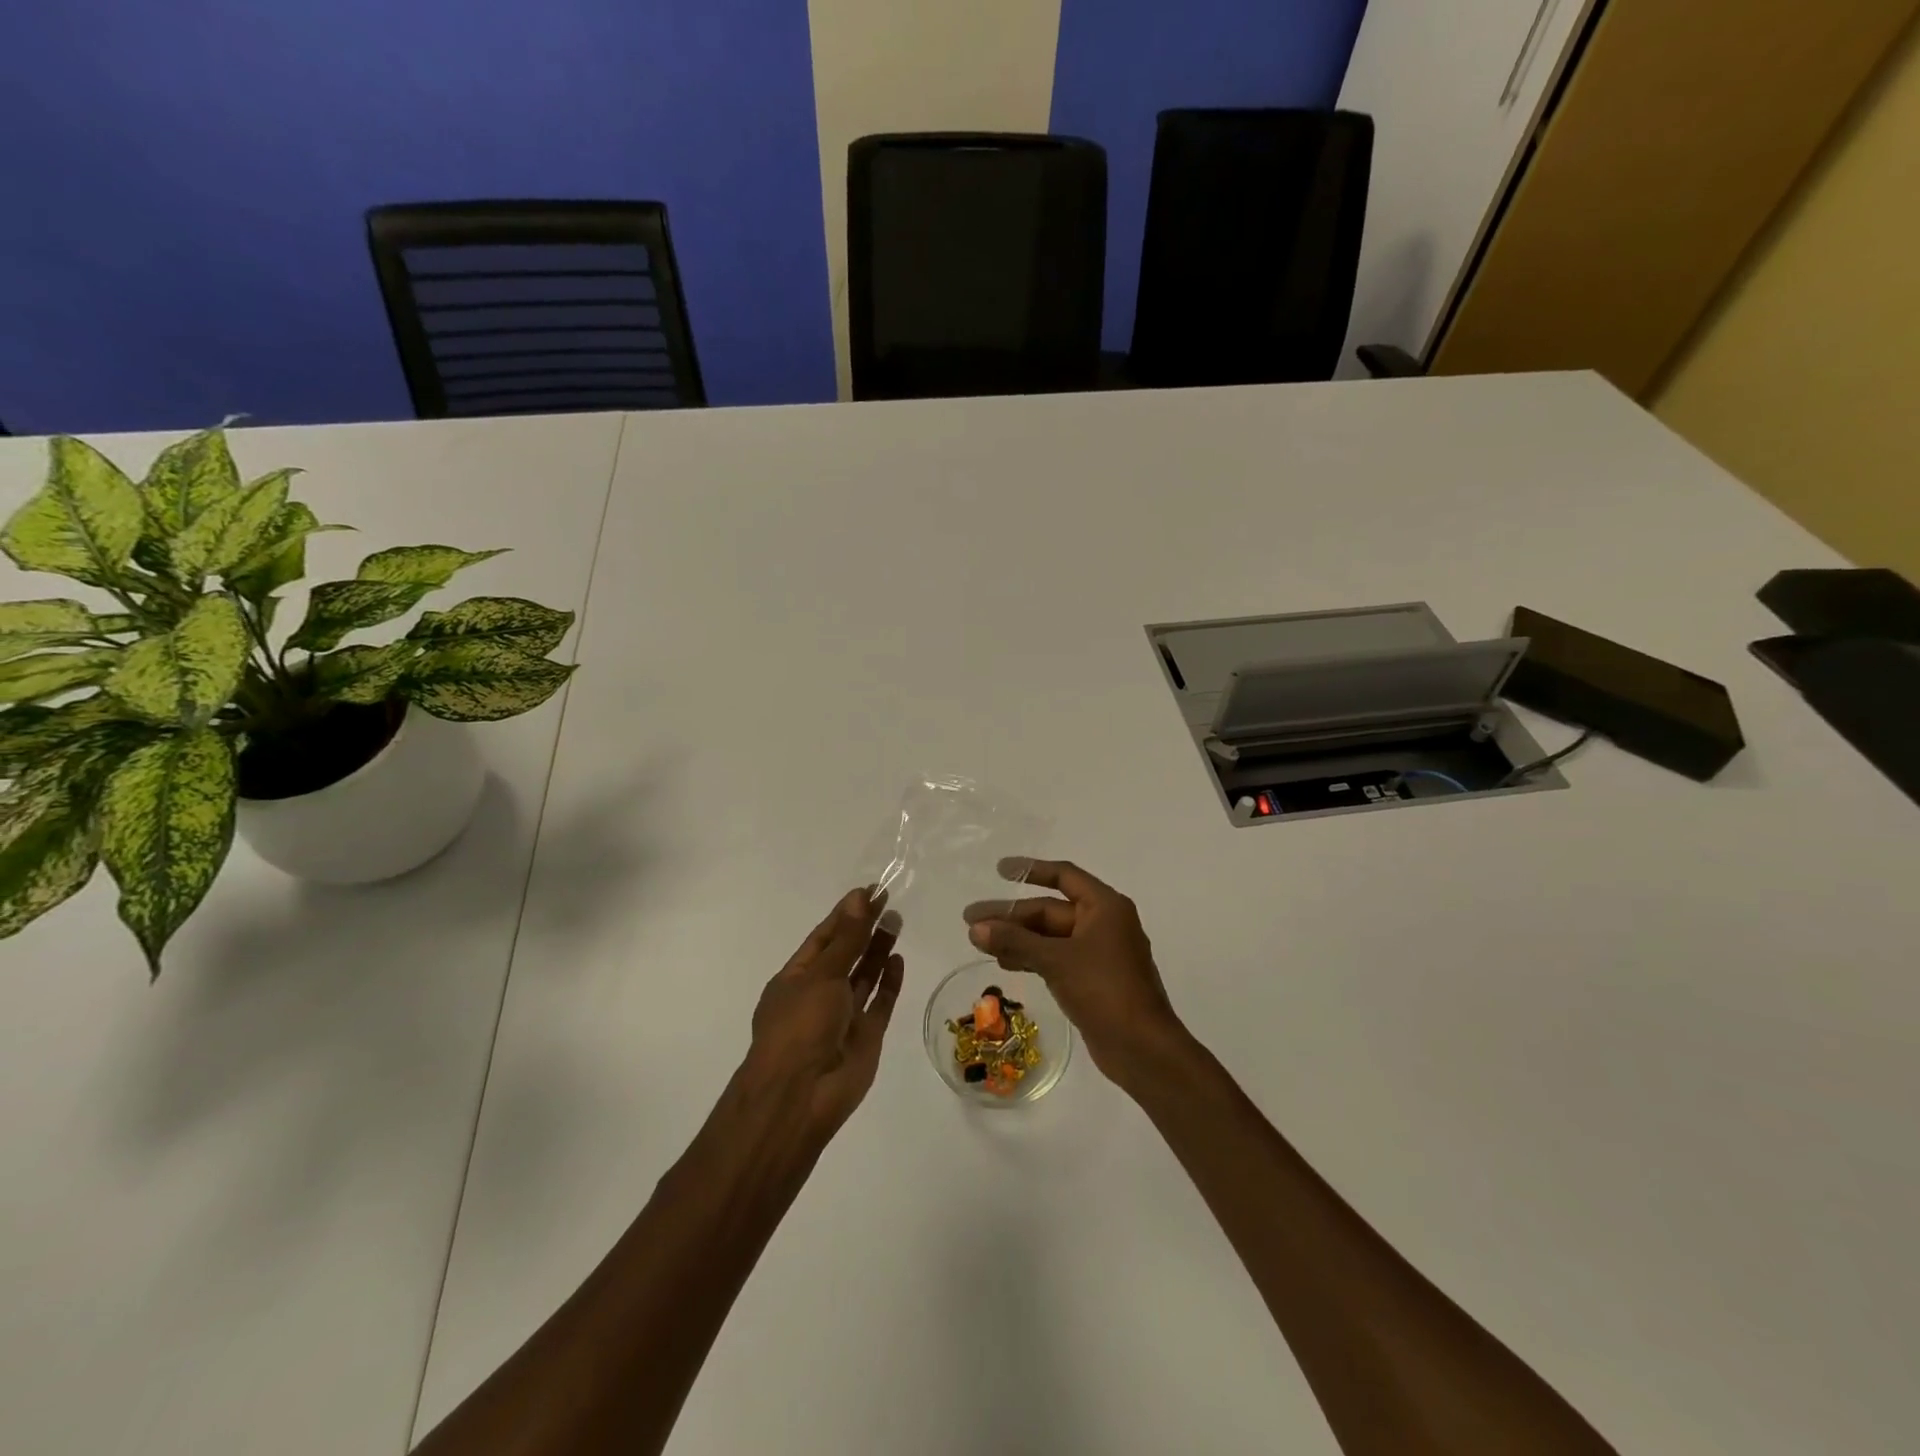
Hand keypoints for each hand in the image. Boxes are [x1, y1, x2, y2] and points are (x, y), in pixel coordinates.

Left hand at [748, 889, 904, 1136]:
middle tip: (890, 901)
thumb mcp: (822, 974)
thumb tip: (860, 897)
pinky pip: (880, 1003)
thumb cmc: (800, 1026)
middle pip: (846, 954)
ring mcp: (843, 1016)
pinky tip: (898, 959)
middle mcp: (819, 994)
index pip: (823, 938)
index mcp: (796, 978)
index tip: (870, 891)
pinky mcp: (866, 1036)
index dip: (846, 914)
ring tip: (897, 921)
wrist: (801, 1096)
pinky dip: (889, 982)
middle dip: (864, 929)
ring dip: (878, 950)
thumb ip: (847, 938)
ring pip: (864, 977)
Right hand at [964, 859, 1186, 1088]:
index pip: (1063, 876)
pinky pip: (1056, 957)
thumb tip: (975, 928)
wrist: (1142, 1048)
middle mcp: (1103, 923)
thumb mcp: (1056, 960)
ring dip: (1017, 938)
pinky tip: (1005, 962)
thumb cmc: (1105, 990)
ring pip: (1050, 936)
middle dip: (1012, 915)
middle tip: (971, 921)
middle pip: (1050, 909)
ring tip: (979, 943)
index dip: (1030, 870)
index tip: (999, 870)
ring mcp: (1098, 952)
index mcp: (1104, 906)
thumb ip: (1015, 941)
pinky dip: (1031, 957)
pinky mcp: (1092, 979)